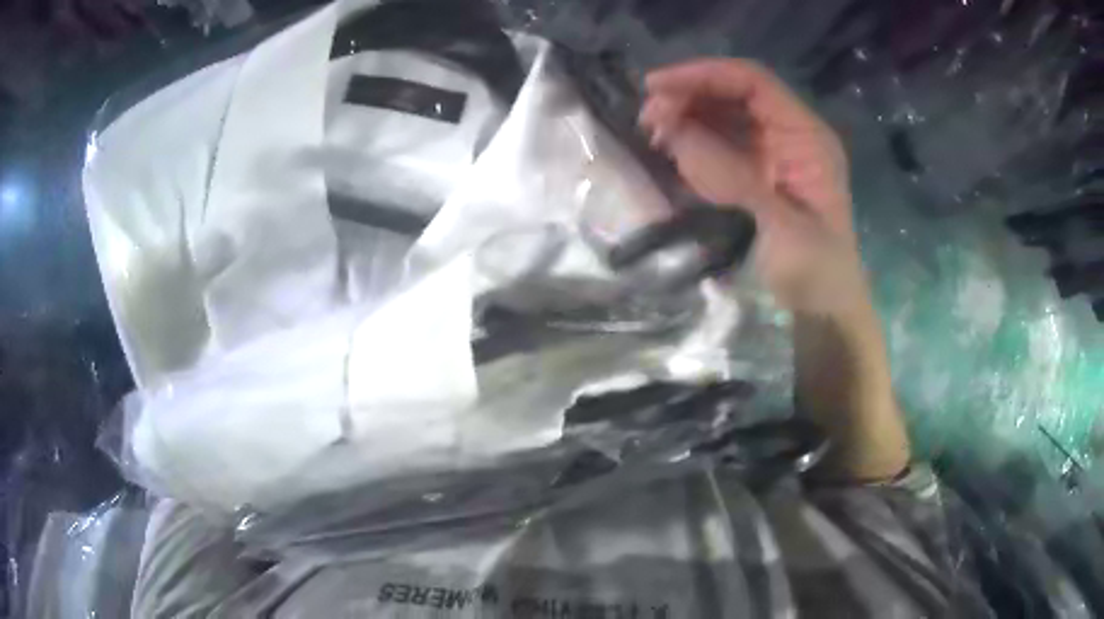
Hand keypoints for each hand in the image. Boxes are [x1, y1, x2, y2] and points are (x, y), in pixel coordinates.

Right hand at [639, 59, 864, 314]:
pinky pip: (719, 143)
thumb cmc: (815, 272)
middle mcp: (789, 134)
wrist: (822, 310)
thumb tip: (675, 133)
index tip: (656, 85)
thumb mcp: (781, 226)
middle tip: (648, 117)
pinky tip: (670, 150)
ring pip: (723, 115)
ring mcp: (772, 153)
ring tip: (653, 133)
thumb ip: (732, 175)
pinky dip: (692, 141)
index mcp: (806, 137)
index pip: (753, 82)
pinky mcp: (756, 173)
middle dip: (689, 96)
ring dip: (686, 116)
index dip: (704, 74)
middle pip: (734, 93)